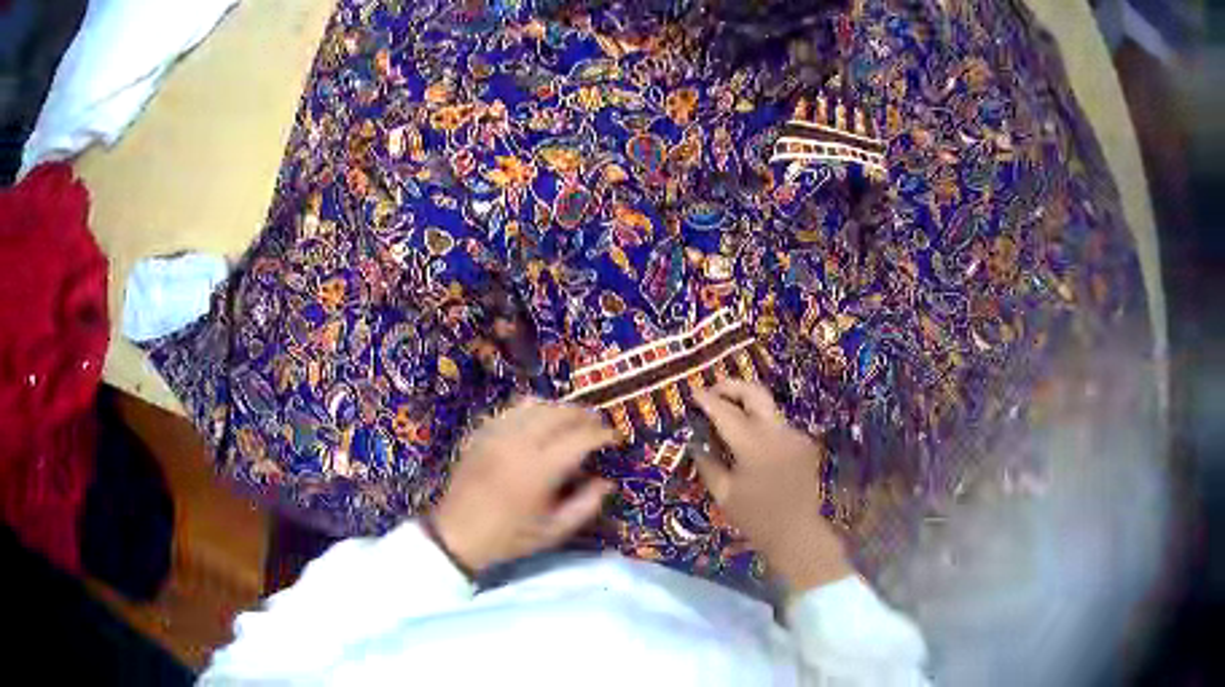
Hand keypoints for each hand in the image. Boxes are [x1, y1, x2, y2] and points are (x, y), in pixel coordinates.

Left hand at [431, 397, 617, 574]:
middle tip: (597, 426)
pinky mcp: (482, 434)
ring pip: (535, 406)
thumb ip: (585, 506)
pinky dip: (531, 410)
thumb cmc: (509, 538)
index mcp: (541, 469)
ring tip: (572, 420)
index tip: (615, 439)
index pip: (580, 438)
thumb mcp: (553, 532)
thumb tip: (607, 482)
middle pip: (559, 414)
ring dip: (559, 409)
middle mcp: (520, 443)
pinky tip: (538, 420)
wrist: (457, 534)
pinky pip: (511, 411)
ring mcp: (497, 435)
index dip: (603, 435)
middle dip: (584, 416)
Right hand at [693, 380, 851, 590]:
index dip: (708, 400)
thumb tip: (695, 441)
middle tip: (713, 392)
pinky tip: (751, 445)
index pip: (726, 412)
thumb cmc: (755, 517)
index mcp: (754, 445)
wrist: (796, 531)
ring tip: (728, 418)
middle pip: (755, 392)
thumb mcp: (723, 493)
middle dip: (732, 386)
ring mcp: (795, 434)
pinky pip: (778, 426)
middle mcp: (777, 431)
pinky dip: (761, 427)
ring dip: (747, 407)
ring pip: (767, 408)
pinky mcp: (804, 442)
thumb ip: (707, 462)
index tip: (693, 393)